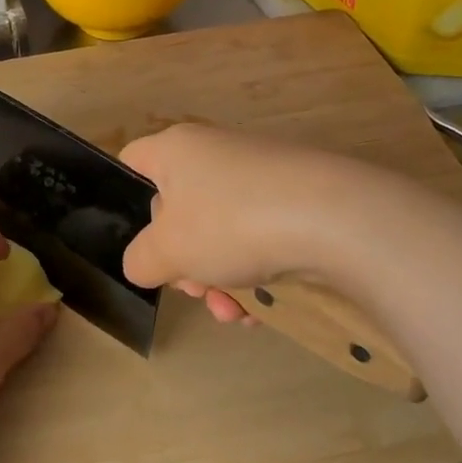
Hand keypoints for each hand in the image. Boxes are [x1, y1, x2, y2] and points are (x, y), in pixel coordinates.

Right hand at [120, 124, 369, 321]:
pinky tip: (262, 310)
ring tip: (234, 312)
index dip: (124, 202)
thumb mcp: (167, 250)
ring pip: (220, 233)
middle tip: (195, 290)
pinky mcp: (295, 199)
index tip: (140, 243)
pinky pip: (258, 238)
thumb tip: (143, 263)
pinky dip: (254, 274)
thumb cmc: (231, 223)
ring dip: (218, 279)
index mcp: (176, 150)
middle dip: (183, 261)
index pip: (132, 164)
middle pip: (178, 211)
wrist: (337, 218)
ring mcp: (259, 175)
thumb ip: (139, 260)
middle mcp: (215, 153)